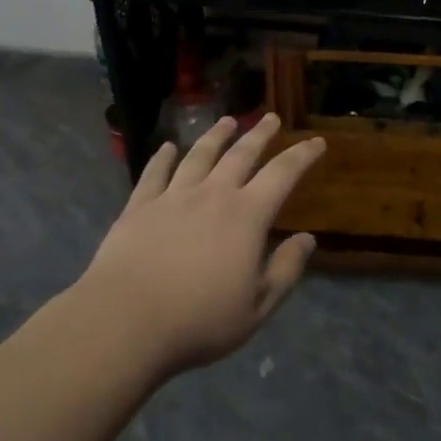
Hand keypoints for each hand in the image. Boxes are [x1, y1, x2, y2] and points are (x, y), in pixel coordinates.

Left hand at [80, 113, 325, 376]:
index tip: (316, 141)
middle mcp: (212, 195)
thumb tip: (308, 239)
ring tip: (227, 121)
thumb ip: (285, 270)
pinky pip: (154, 173)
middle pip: (241, 154)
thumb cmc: (198, 320)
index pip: (282, 174)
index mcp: (246, 216)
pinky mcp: (139, 207)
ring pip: (200, 156)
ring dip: (216, 136)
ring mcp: (173, 197)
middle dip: (259, 134)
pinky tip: (168, 147)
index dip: (302, 156)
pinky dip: (163, 157)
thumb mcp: (256, 307)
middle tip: (270, 118)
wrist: (125, 323)